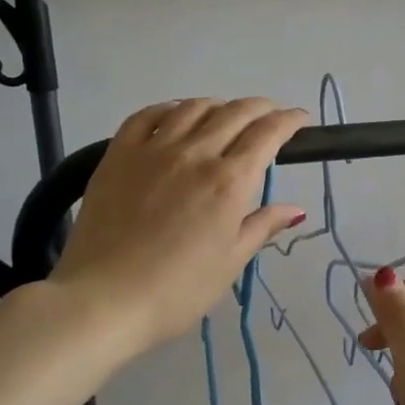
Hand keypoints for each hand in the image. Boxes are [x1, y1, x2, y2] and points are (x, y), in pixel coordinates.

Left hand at [49, 98, 309, 354]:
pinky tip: (176, 115)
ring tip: (226, 115)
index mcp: (229, 181)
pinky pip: (146, 115)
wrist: (104, 300)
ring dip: (219, 105)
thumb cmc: (177, 290)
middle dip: (261, 108)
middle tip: (271, 115)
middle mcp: (196, 153)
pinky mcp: (118, 154)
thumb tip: (295, 209)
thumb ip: (262, 226)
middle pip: (235, 113)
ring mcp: (153, 149)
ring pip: (193, 107)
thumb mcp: (230, 262)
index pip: (267, 134)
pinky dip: (170, 108)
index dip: (289, 121)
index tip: (300, 120)